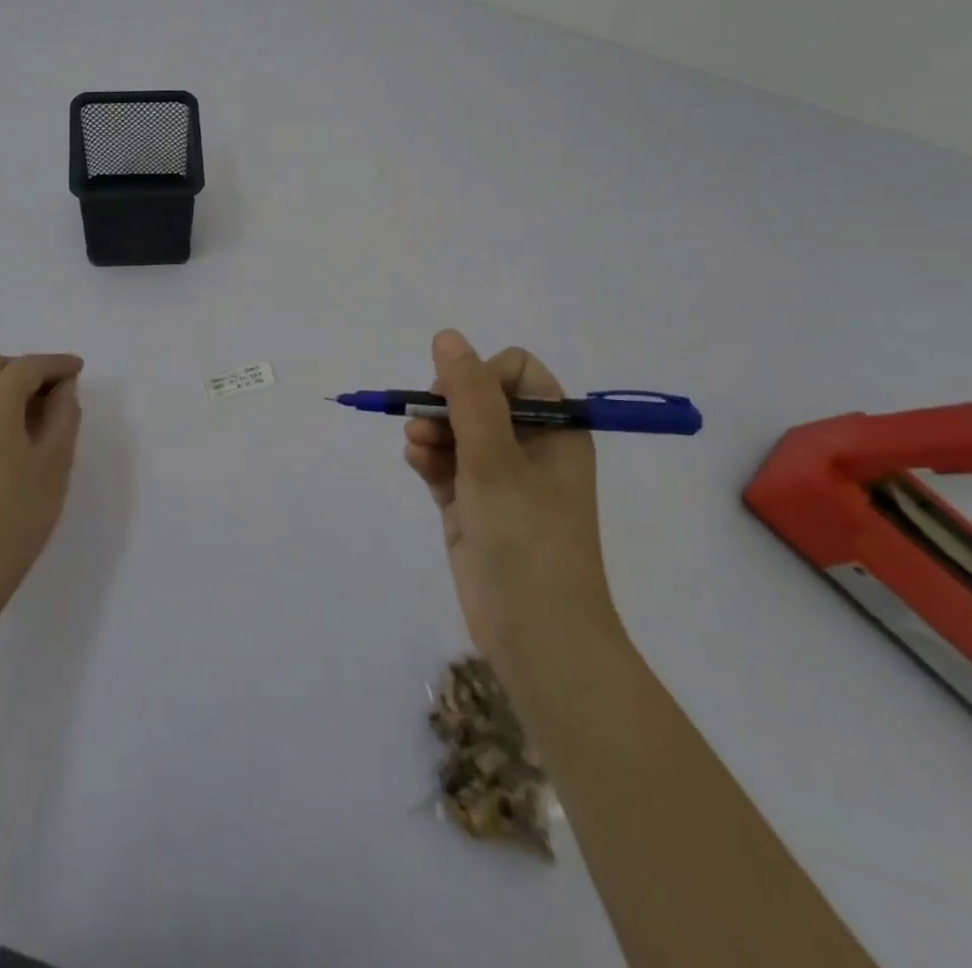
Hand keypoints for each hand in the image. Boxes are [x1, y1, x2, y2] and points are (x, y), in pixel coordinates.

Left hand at [0, 352, 83, 616]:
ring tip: (41, 408)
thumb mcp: (55, 459)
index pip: (27, 367)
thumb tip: (62, 388)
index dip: (56, 364)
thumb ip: (63, 413)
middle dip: (29, 369)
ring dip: (9, 384)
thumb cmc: (20, 510)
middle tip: (60, 388)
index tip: (79, 369)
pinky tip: (16, 426)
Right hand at [404, 330, 620, 669]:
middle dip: (446, 405)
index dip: (481, 375)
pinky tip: (417, 463)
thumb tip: (447, 336)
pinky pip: (446, 463)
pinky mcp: (473, 505)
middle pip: (478, 397)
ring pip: (456, 430)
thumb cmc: (526, 538)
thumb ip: (469, 394)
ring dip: (432, 430)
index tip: (458, 399)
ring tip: (418, 448)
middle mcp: (529, 447)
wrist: (536, 636)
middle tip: (428, 424)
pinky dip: (429, 458)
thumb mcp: (494, 458)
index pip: (514, 371)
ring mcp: (499, 478)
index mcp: (554, 429)